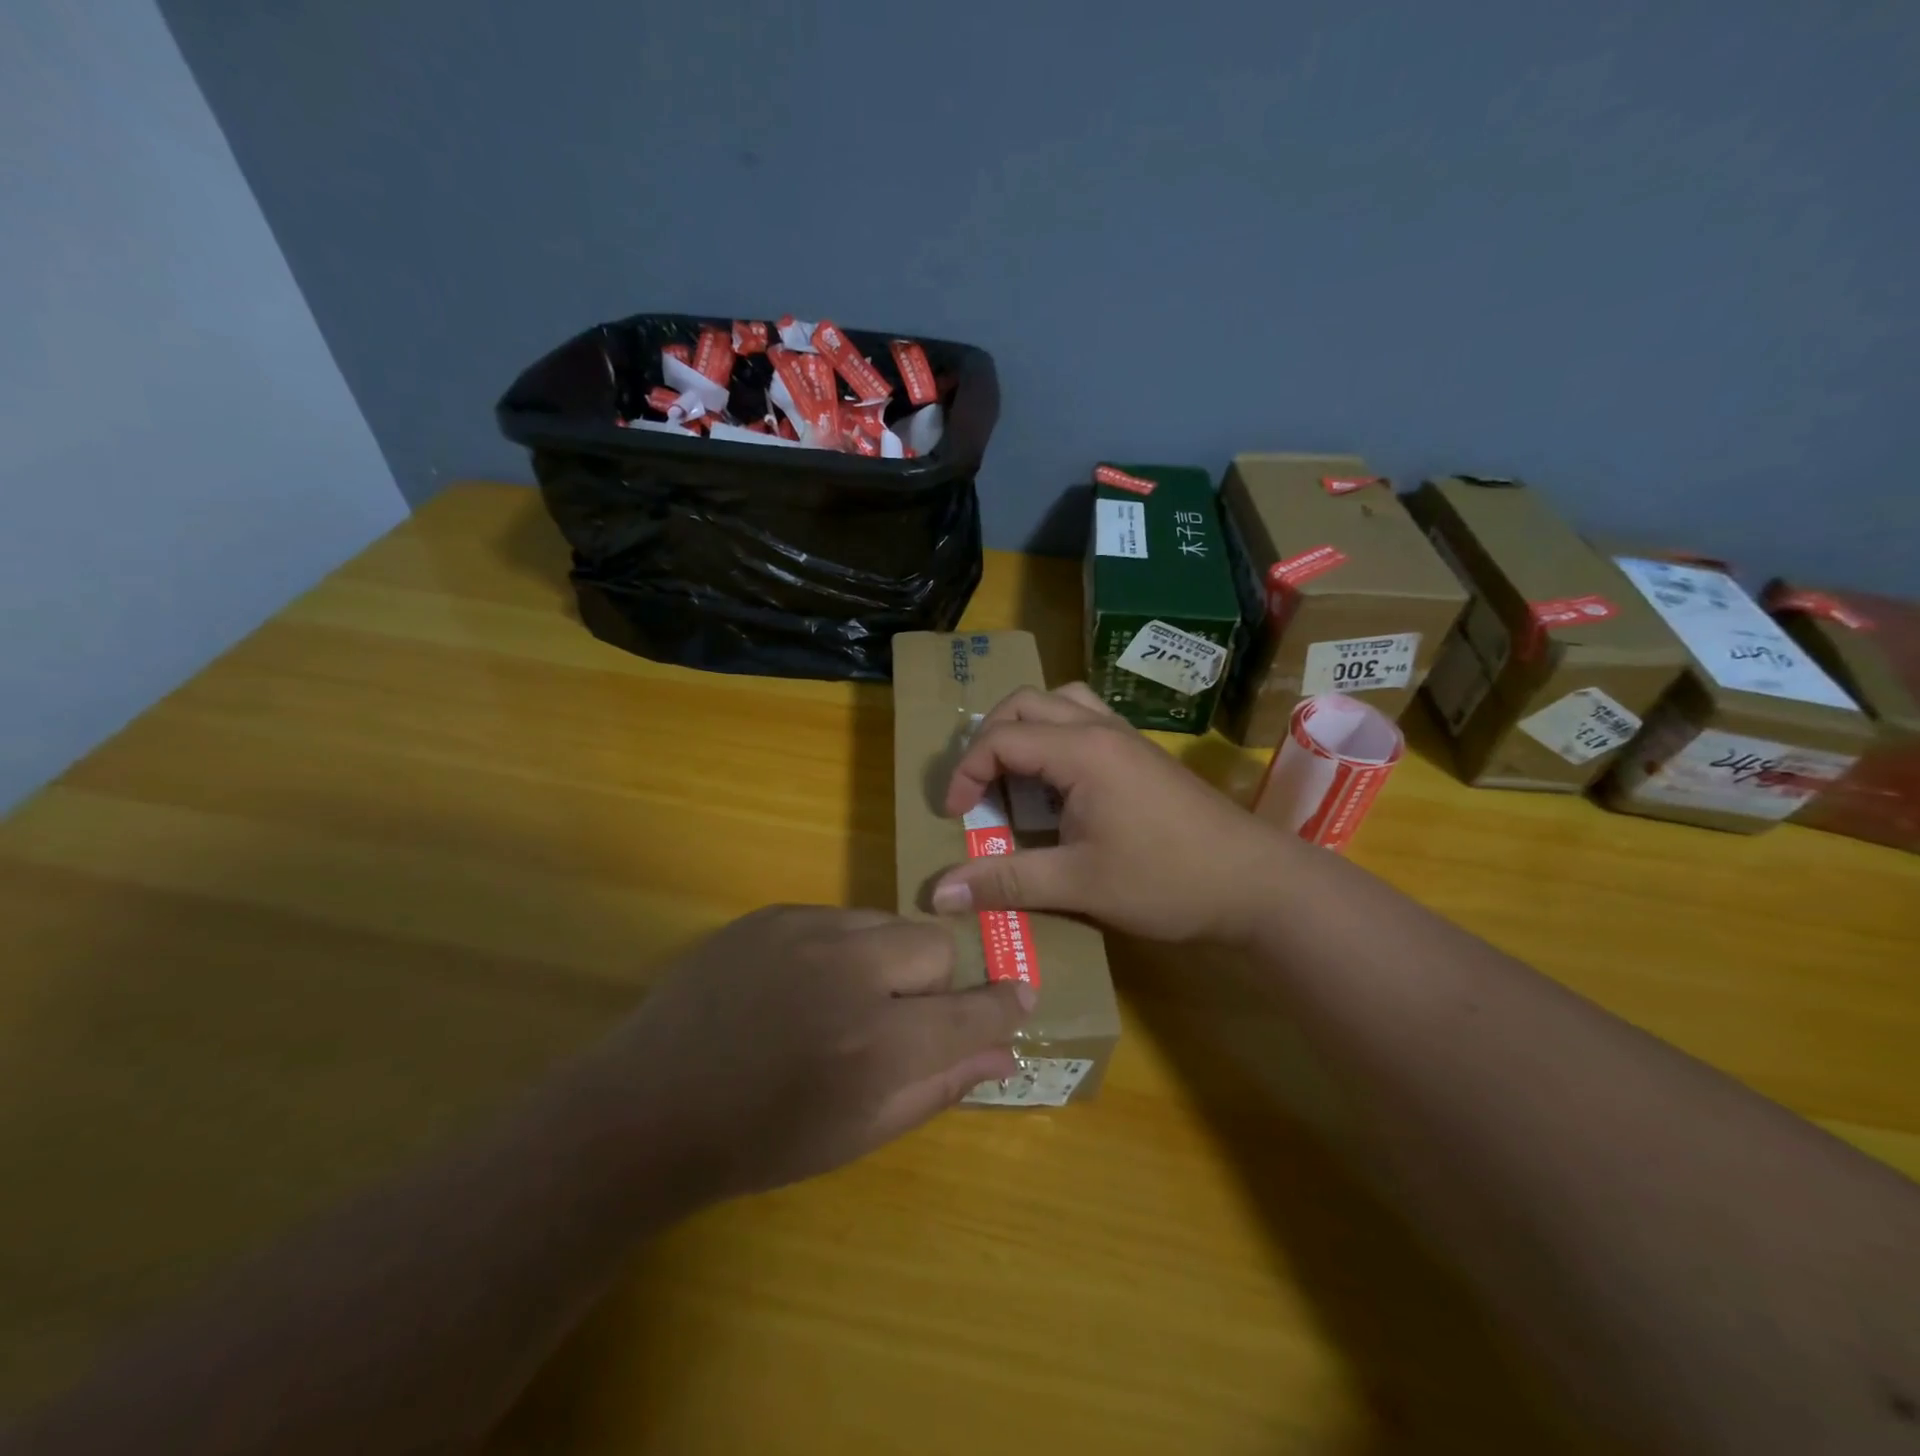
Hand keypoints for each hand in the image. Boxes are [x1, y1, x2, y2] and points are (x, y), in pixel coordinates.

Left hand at [601, 906, 1032, 1200]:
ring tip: (842, 999)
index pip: (970, 1011)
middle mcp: (848, 973)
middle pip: (934, 945)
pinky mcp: (771, 913)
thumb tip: (1004, 1052)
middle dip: (932, 981)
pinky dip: (840, 948)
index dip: (1003, 1006)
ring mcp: (804, 932)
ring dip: (886, 960)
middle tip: (896, 1018)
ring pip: (887, 923)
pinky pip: (837, 917)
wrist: (648, 1106)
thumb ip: (938, 1086)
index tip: (1019, 999)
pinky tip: (801, 984)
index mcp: (874, 1045)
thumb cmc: (759, 1141)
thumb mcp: (858, 1133)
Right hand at [931, 685, 1296, 944]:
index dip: (965, 773)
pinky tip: (1059, 784)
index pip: (1000, 739)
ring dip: (1026, 728)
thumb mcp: (1078, 885)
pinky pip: (1085, 721)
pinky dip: (1056, 737)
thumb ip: (1007, 881)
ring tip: (1015, 773)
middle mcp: (1100, 729)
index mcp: (1081, 751)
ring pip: (1060, 702)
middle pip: (1025, 703)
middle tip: (979, 786)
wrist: (1255, 884)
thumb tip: (939, 892)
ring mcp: (1125, 738)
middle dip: (990, 738)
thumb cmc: (1167, 881)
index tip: (955, 816)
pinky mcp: (1142, 756)